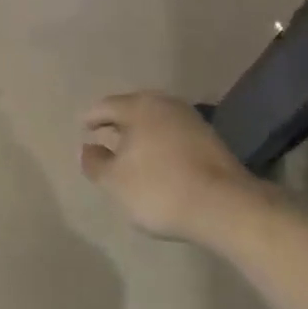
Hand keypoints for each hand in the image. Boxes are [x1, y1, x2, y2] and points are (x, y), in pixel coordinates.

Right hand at [81, 92, 262, 241]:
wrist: (224, 205)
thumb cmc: (160, 188)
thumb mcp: (116, 182)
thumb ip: (96, 163)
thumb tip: (87, 148)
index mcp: (138, 106)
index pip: (106, 106)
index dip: (92, 117)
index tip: (83, 127)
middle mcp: (164, 103)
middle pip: (133, 109)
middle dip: (118, 123)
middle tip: (105, 137)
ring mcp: (190, 119)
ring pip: (156, 121)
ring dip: (142, 134)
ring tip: (131, 152)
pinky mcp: (209, 139)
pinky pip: (174, 135)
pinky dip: (161, 144)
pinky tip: (160, 162)